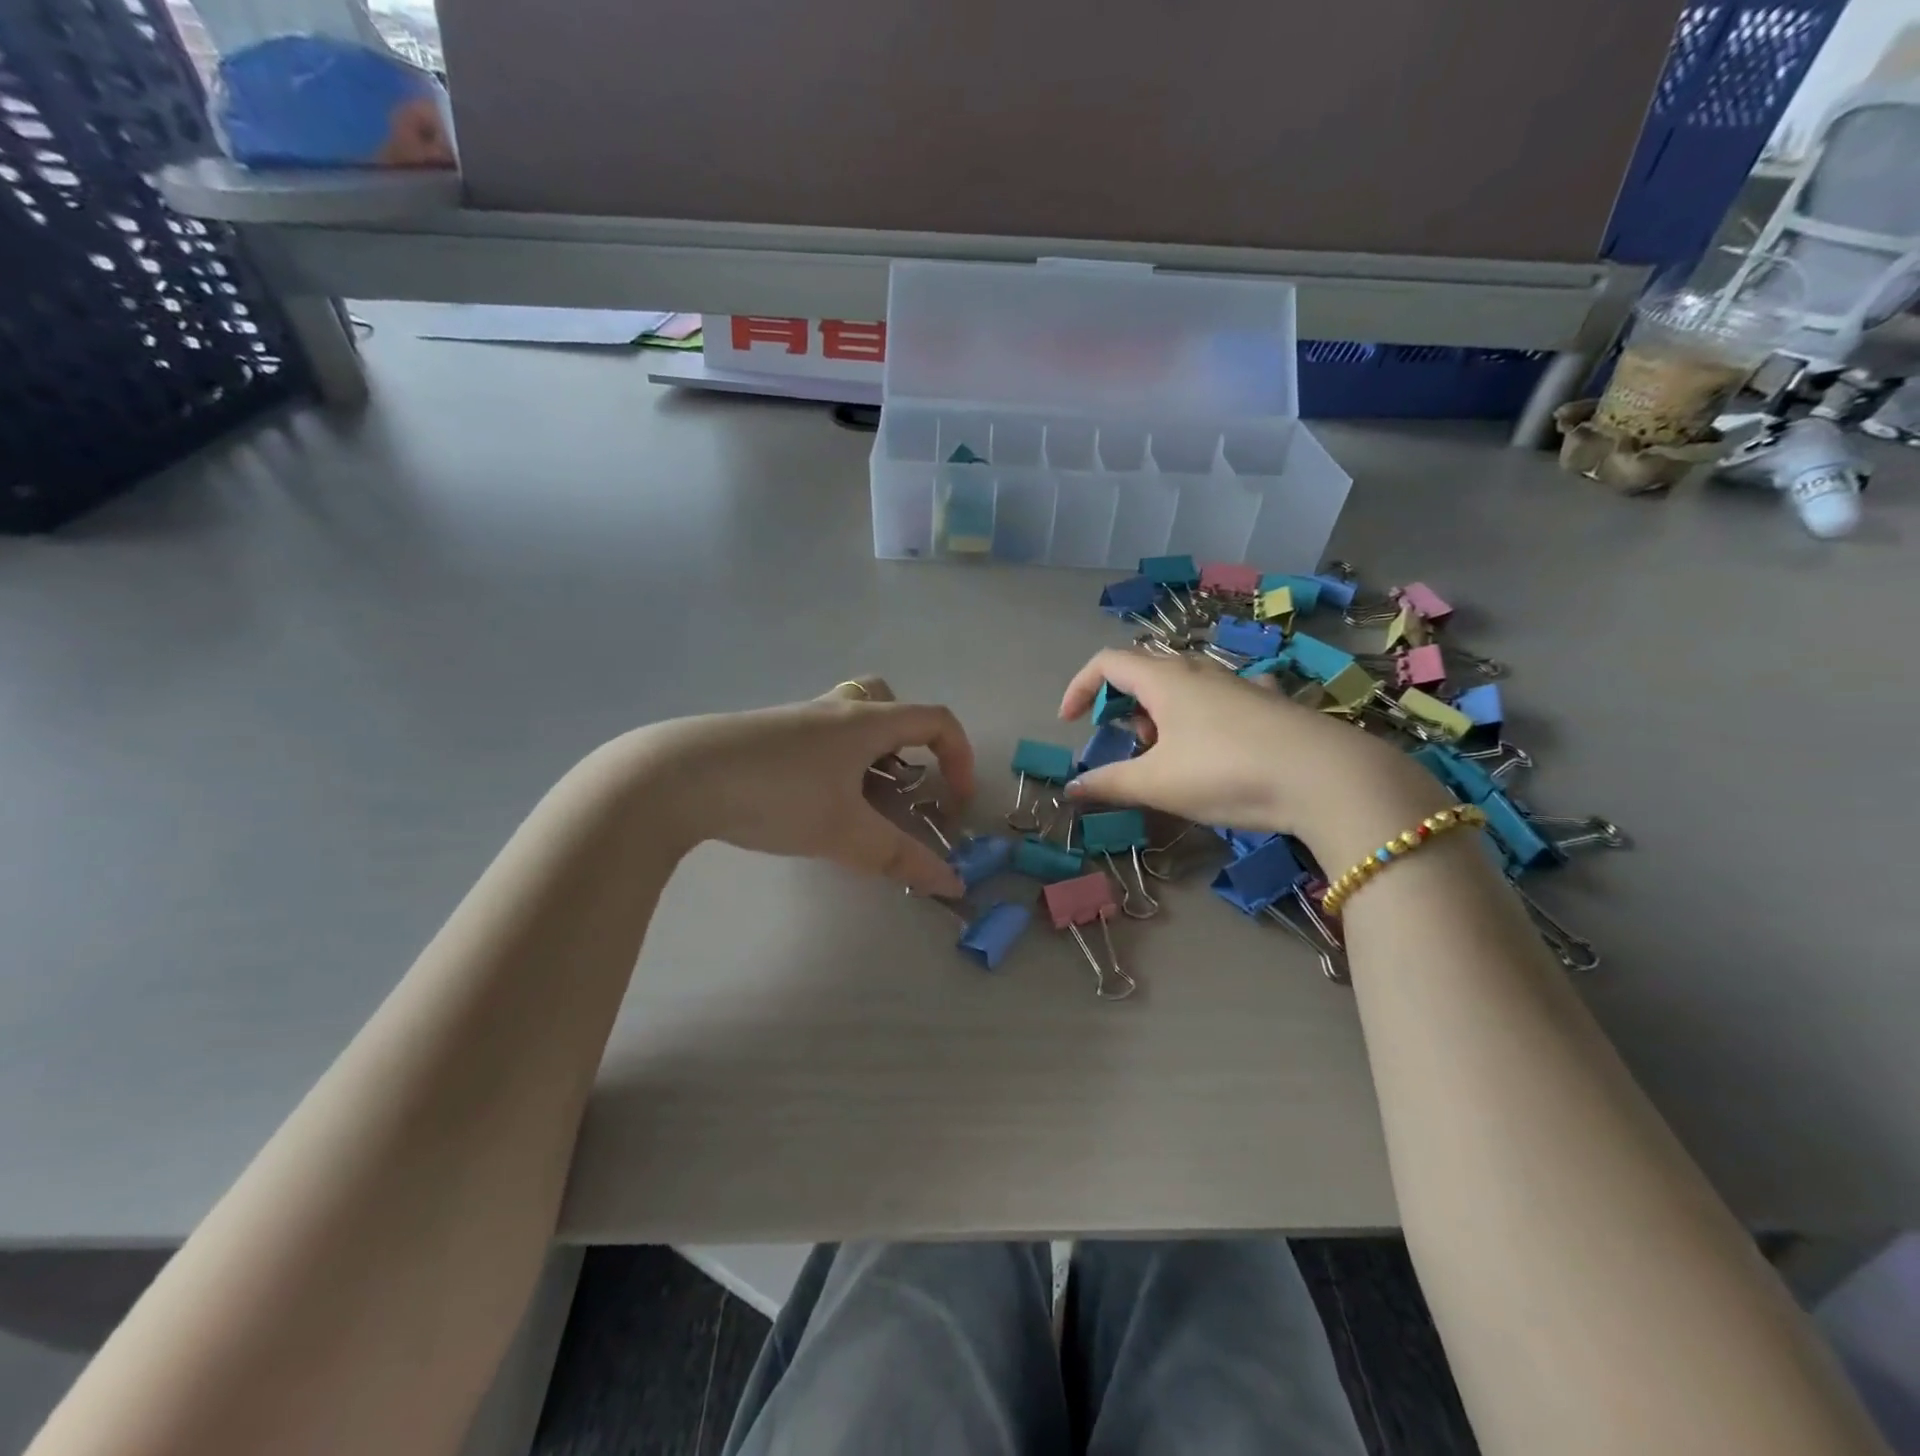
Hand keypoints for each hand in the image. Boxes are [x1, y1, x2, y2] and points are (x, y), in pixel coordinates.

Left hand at [624, 678, 974, 896]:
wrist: (677, 777)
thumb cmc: (777, 795)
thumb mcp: (844, 833)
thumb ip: (900, 858)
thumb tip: (953, 884)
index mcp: (865, 721)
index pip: (935, 719)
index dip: (960, 756)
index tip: (956, 801)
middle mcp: (834, 710)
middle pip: (887, 700)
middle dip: (908, 738)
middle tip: (901, 780)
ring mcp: (794, 718)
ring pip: (847, 719)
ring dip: (867, 752)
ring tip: (856, 801)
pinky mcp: (762, 735)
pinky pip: (815, 737)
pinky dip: (831, 762)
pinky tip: (807, 802)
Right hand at [1058, 649, 1447, 867]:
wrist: (1326, 778)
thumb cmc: (1225, 772)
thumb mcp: (1157, 784)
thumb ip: (1108, 784)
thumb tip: (1070, 789)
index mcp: (1165, 679)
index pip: (1107, 663)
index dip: (1079, 688)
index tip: (1069, 723)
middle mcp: (1200, 670)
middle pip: (1145, 671)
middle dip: (1124, 706)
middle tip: (1127, 746)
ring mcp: (1239, 684)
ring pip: (1184, 686)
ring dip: (1162, 715)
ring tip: (1170, 757)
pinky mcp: (1270, 704)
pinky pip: (1222, 699)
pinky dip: (1203, 717)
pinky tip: (1219, 746)